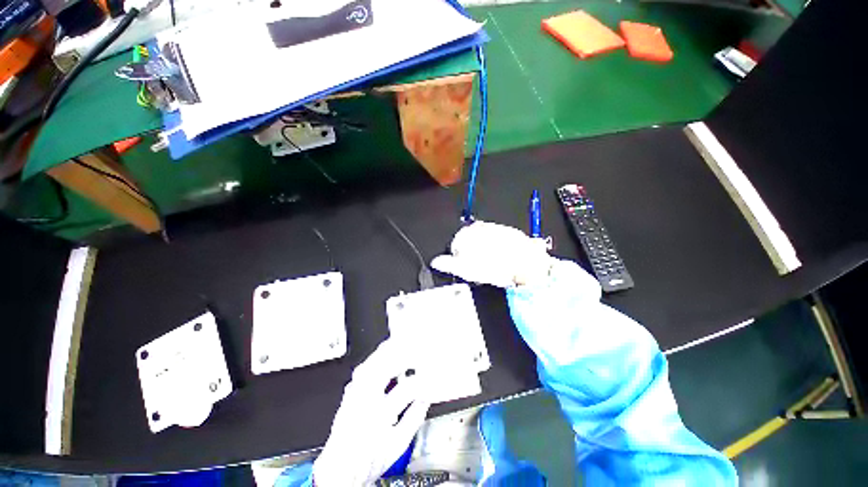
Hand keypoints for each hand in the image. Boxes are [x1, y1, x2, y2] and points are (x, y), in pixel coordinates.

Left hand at [313, 339, 429, 486]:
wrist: (339, 468)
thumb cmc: (367, 460)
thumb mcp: (398, 444)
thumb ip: (414, 418)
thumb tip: (426, 397)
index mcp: (378, 416)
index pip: (405, 389)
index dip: (421, 381)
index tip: (430, 376)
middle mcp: (364, 400)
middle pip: (385, 368)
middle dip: (404, 356)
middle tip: (417, 349)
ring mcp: (354, 392)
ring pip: (372, 363)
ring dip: (390, 351)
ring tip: (403, 343)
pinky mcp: (350, 389)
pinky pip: (365, 366)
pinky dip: (377, 356)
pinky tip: (385, 352)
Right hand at [431, 221, 554, 287]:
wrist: (525, 262)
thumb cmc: (495, 266)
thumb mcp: (466, 269)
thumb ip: (448, 264)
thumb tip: (436, 262)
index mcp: (465, 234)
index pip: (454, 246)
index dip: (459, 259)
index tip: (466, 268)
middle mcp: (478, 227)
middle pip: (468, 241)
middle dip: (471, 253)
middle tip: (479, 267)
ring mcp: (492, 227)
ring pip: (482, 240)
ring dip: (483, 251)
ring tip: (491, 264)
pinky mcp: (506, 230)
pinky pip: (496, 239)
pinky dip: (496, 247)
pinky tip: (501, 258)